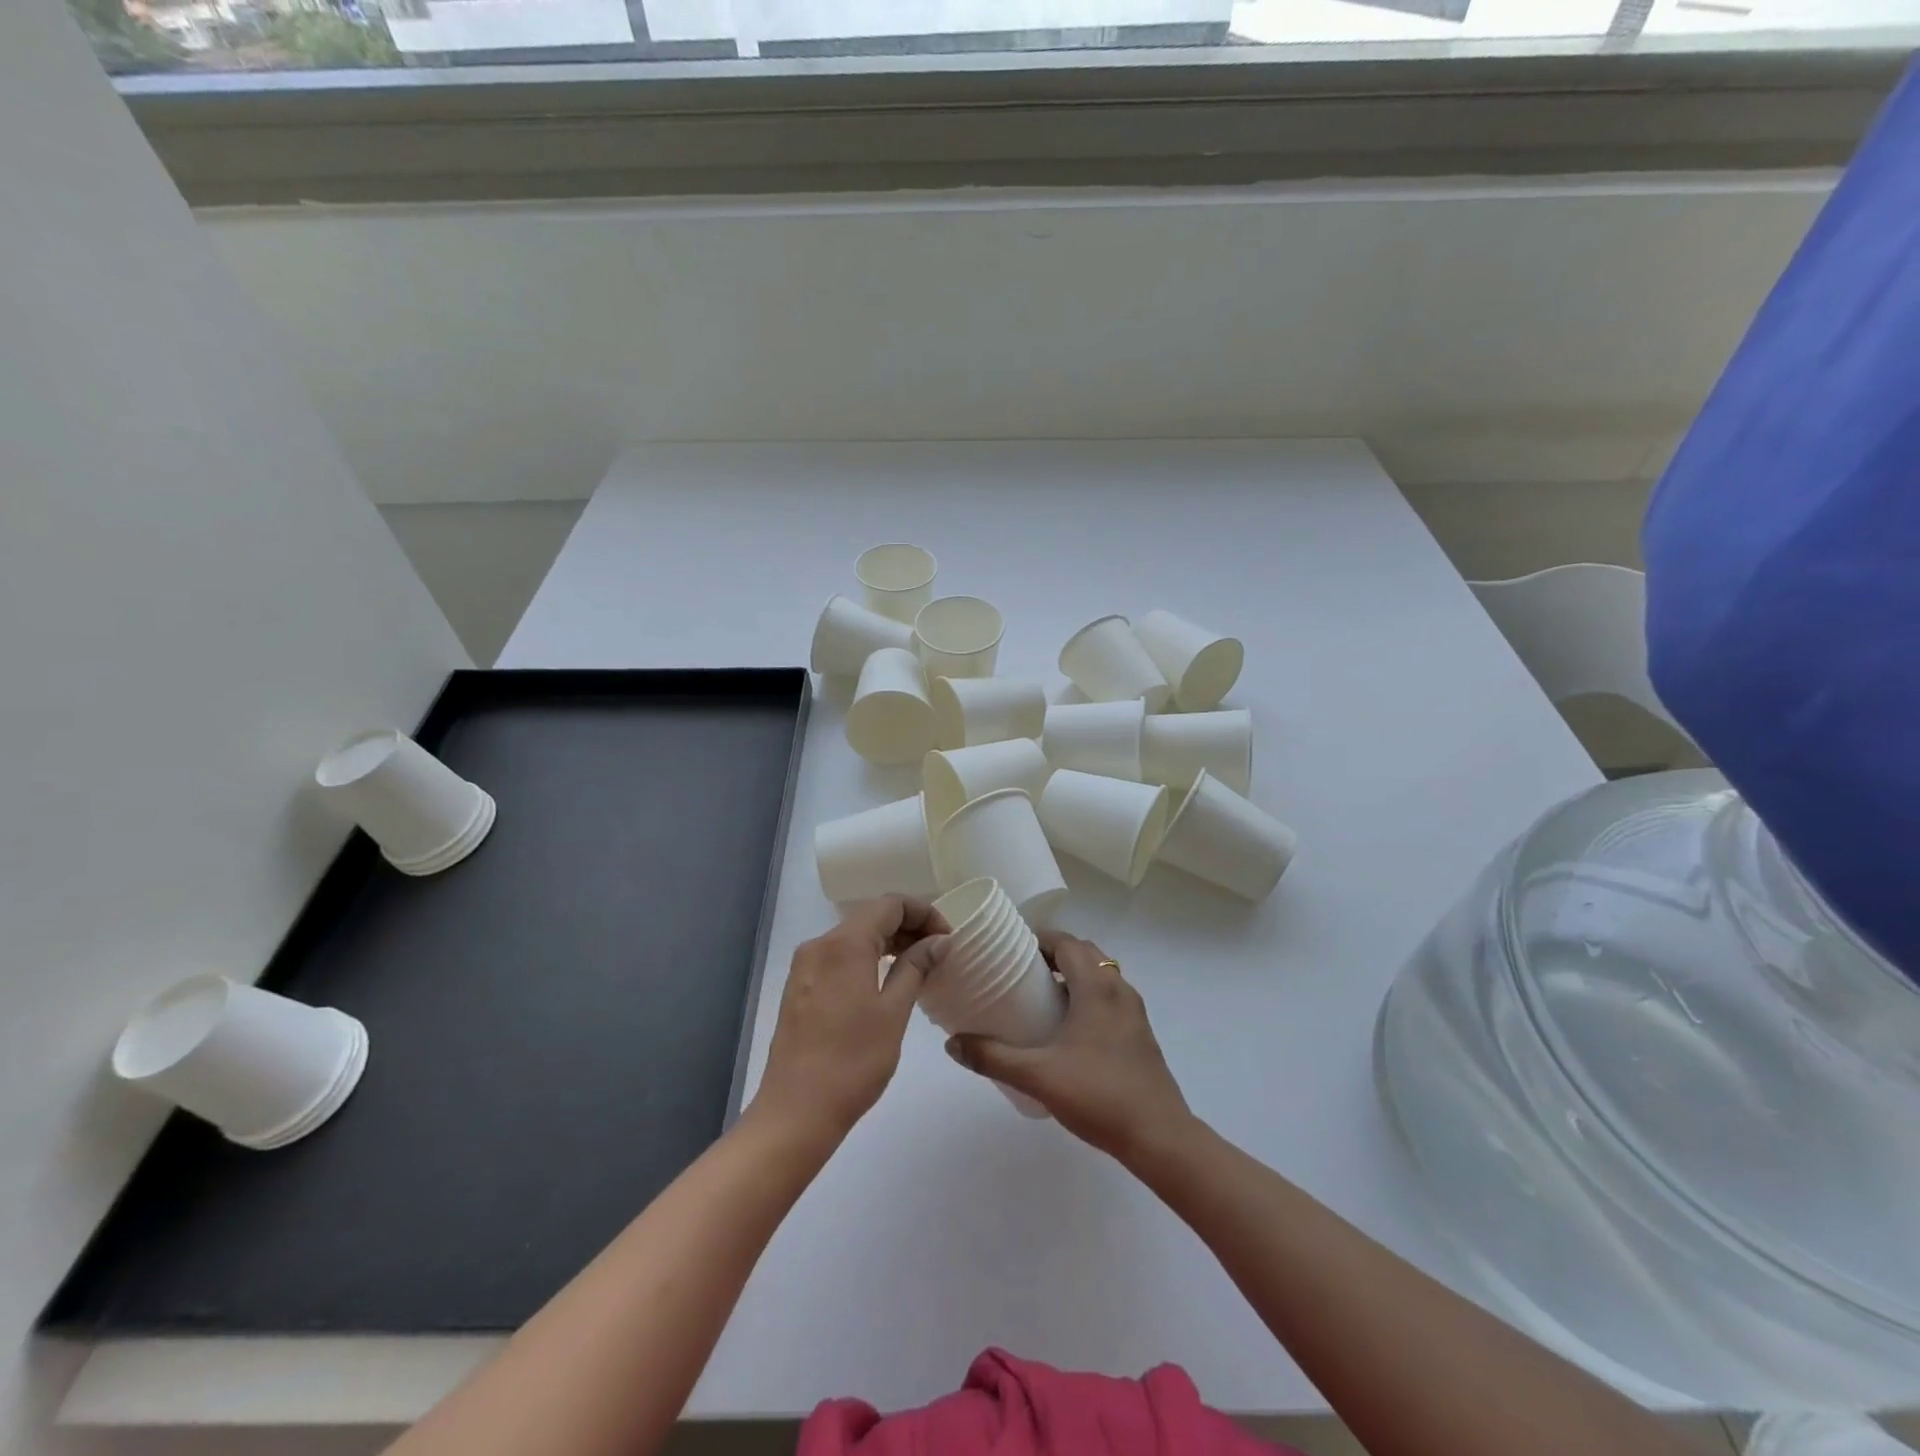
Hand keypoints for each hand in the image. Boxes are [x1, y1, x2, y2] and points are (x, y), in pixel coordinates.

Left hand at [751, 896, 945, 1144]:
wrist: (796, 1111)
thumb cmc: (853, 1061)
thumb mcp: (894, 1012)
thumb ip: (916, 967)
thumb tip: (938, 941)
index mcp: (845, 943)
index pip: (890, 904)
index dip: (924, 913)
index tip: (947, 939)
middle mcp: (820, 944)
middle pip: (870, 916)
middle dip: (907, 927)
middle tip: (938, 954)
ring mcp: (805, 966)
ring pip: (853, 937)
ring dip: (887, 943)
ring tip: (917, 967)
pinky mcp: (799, 987)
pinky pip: (838, 957)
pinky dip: (865, 959)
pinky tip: (883, 983)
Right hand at [947, 932, 1193, 1162]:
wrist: (1159, 1137)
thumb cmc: (1099, 1095)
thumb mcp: (1038, 1075)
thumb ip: (993, 1057)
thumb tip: (953, 1044)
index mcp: (1098, 987)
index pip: (1067, 942)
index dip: (1040, 938)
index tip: (1011, 948)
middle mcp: (1119, 990)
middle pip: (1085, 954)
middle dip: (1054, 954)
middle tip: (1020, 971)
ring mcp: (1134, 1013)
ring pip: (1101, 976)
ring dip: (1072, 976)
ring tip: (1040, 997)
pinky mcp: (1140, 1035)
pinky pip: (1110, 998)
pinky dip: (1087, 997)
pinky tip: (1068, 1029)